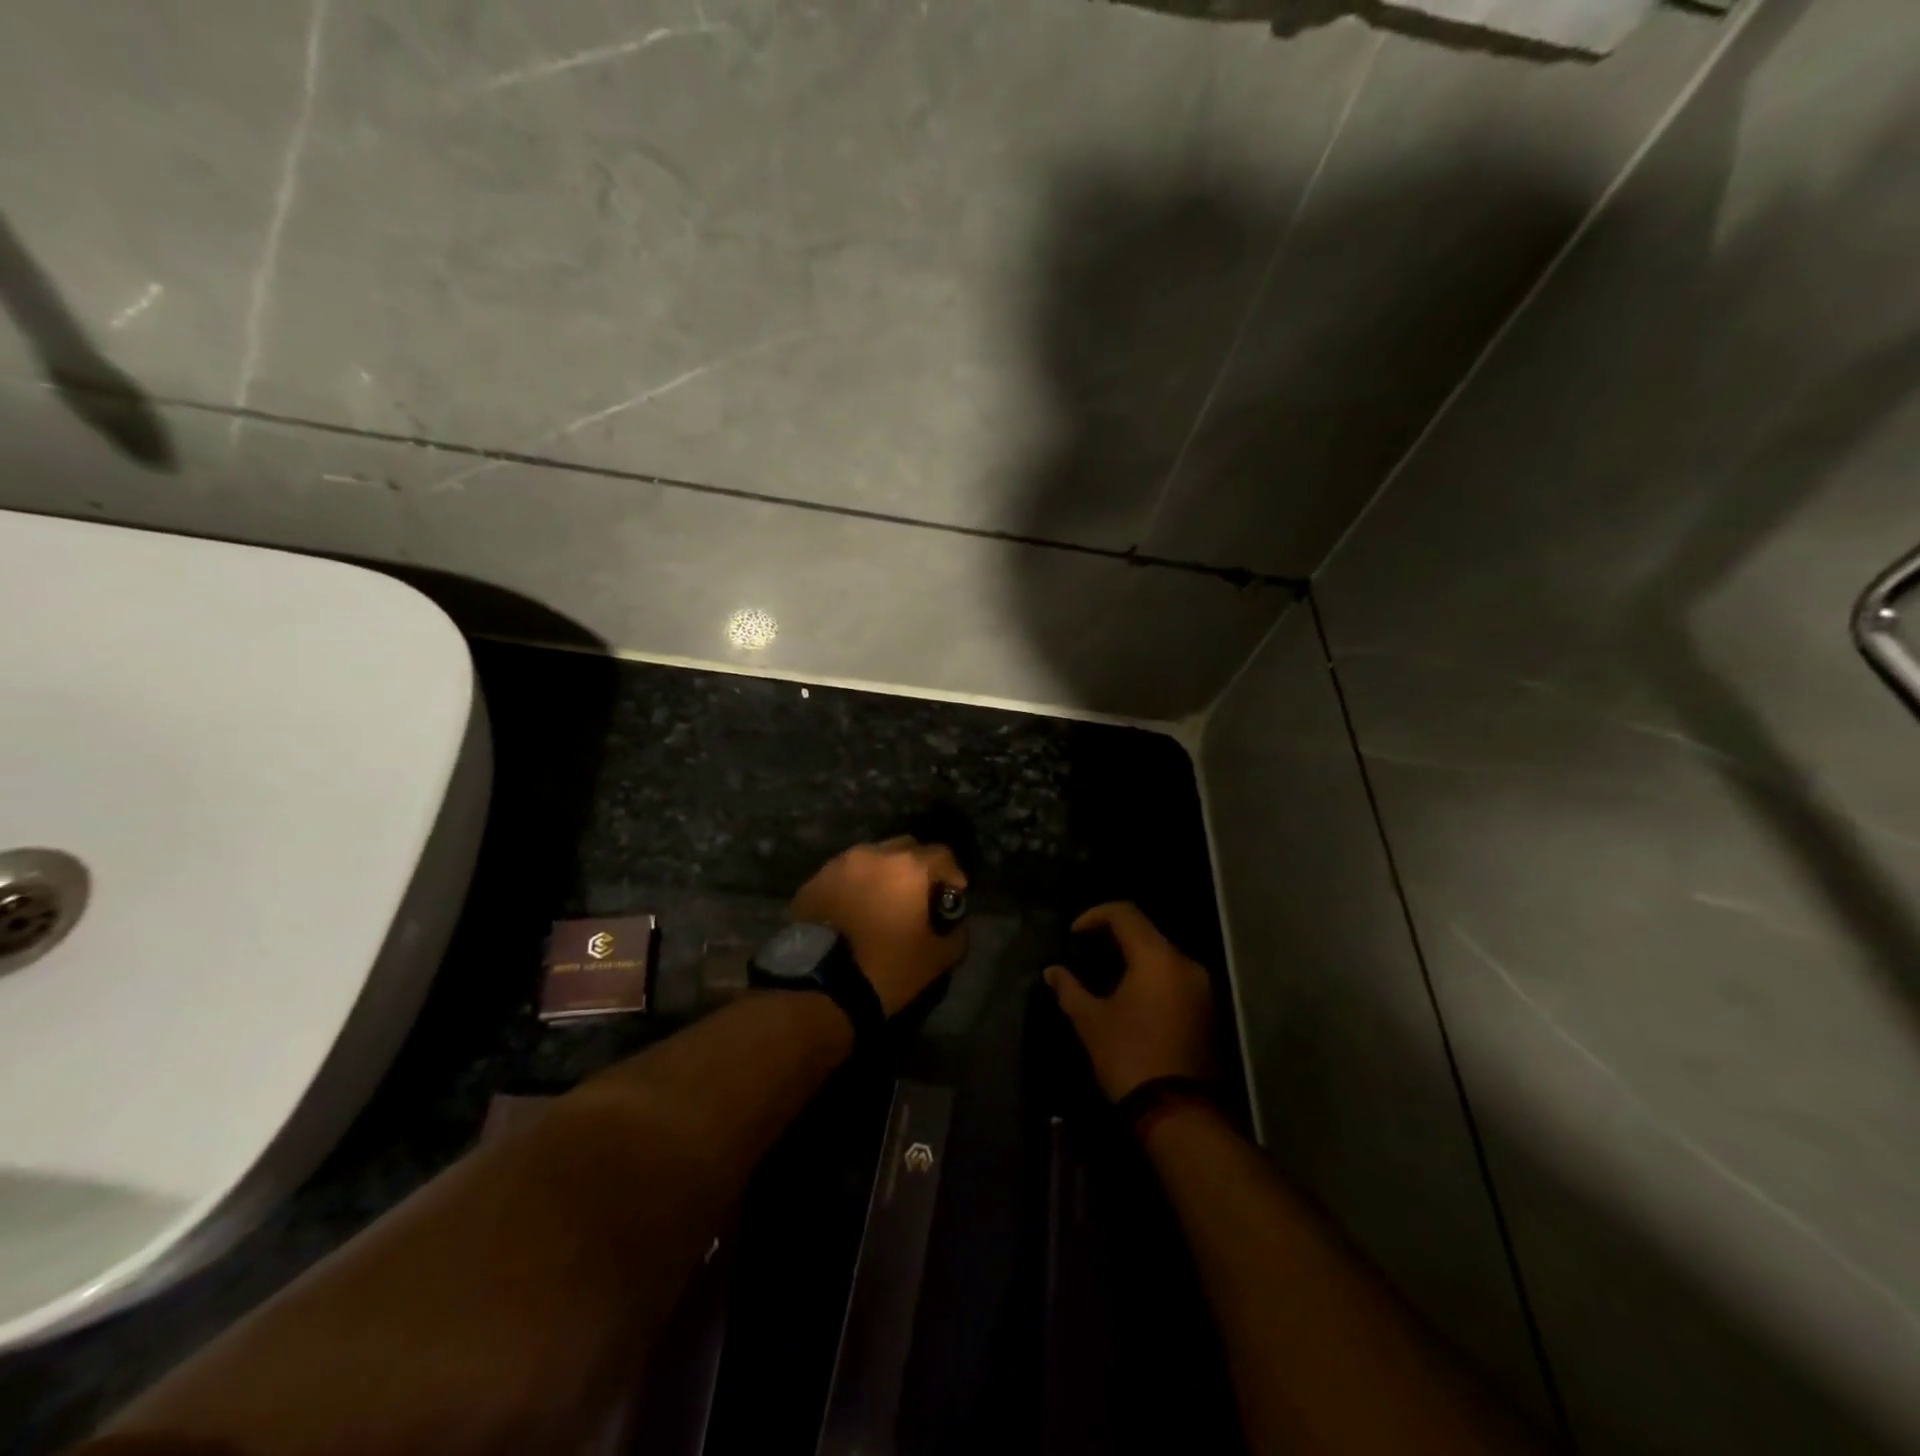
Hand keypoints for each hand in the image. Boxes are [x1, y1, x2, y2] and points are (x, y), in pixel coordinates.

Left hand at [789, 837, 968, 1015]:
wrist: (818, 987)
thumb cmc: (886, 968)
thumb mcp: (937, 959)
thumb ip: (956, 934)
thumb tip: (955, 924)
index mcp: (908, 867)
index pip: (942, 855)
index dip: (952, 875)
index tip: (952, 897)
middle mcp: (874, 854)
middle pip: (905, 849)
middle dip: (917, 868)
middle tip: (917, 898)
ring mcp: (839, 864)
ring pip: (872, 859)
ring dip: (883, 875)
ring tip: (882, 904)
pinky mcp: (813, 881)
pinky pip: (844, 875)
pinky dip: (854, 886)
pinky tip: (853, 912)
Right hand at [1045, 902, 1212, 1101]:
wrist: (1179, 1114)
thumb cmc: (1129, 1057)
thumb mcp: (1090, 1021)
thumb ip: (1070, 988)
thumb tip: (1052, 971)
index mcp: (1157, 958)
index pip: (1125, 913)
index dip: (1095, 915)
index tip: (1073, 934)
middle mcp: (1185, 964)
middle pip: (1147, 932)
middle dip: (1114, 936)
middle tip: (1085, 952)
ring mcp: (1202, 988)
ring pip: (1163, 955)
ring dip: (1134, 958)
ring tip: (1105, 975)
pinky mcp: (1208, 1010)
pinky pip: (1175, 978)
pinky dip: (1151, 977)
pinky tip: (1130, 997)